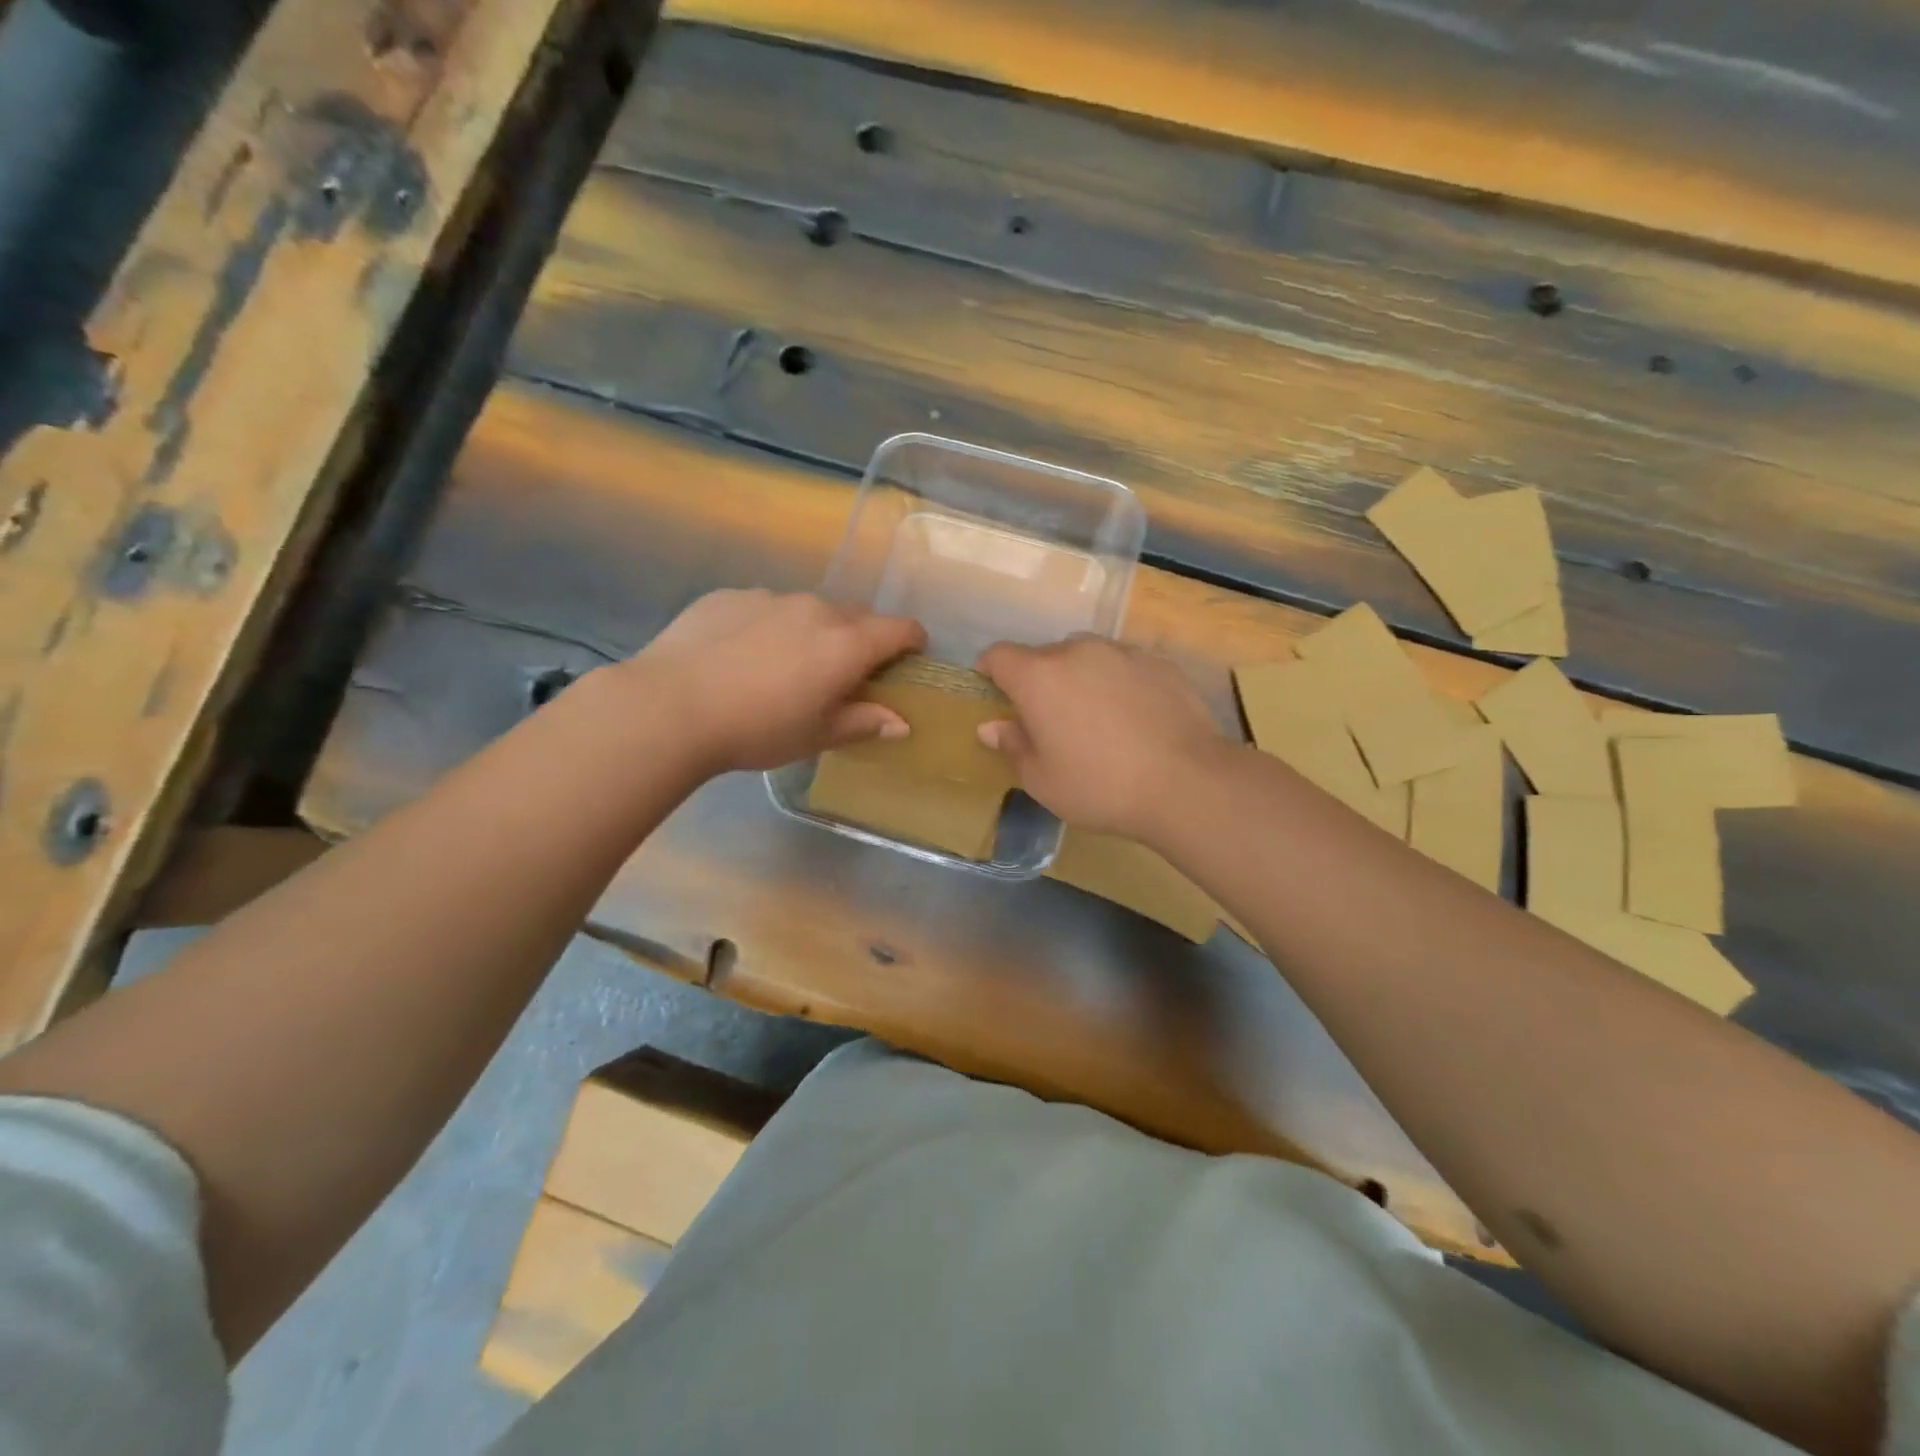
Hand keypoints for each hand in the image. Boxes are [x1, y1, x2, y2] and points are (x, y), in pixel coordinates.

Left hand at [622, 590, 925, 772]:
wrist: (671, 706)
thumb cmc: (758, 729)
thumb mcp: (817, 735)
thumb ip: (864, 722)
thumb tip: (902, 723)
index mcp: (846, 644)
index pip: (900, 629)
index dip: (913, 641)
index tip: (910, 657)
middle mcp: (815, 609)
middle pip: (856, 616)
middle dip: (860, 639)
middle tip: (842, 673)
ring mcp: (769, 597)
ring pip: (807, 610)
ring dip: (811, 632)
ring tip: (782, 666)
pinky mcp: (728, 596)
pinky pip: (764, 607)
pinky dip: (767, 627)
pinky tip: (738, 657)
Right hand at [975, 636, 1230, 839]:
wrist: (1186, 783)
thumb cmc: (1099, 786)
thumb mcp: (1042, 780)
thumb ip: (1013, 745)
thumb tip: (992, 726)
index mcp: (1039, 676)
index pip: (999, 656)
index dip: (991, 671)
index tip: (996, 694)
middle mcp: (1077, 651)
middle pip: (1045, 656)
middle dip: (1040, 681)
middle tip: (1051, 721)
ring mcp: (1122, 652)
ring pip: (1087, 657)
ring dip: (1081, 678)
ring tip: (1098, 718)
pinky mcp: (1159, 663)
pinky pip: (1124, 666)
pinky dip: (1119, 683)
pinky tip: (1135, 719)